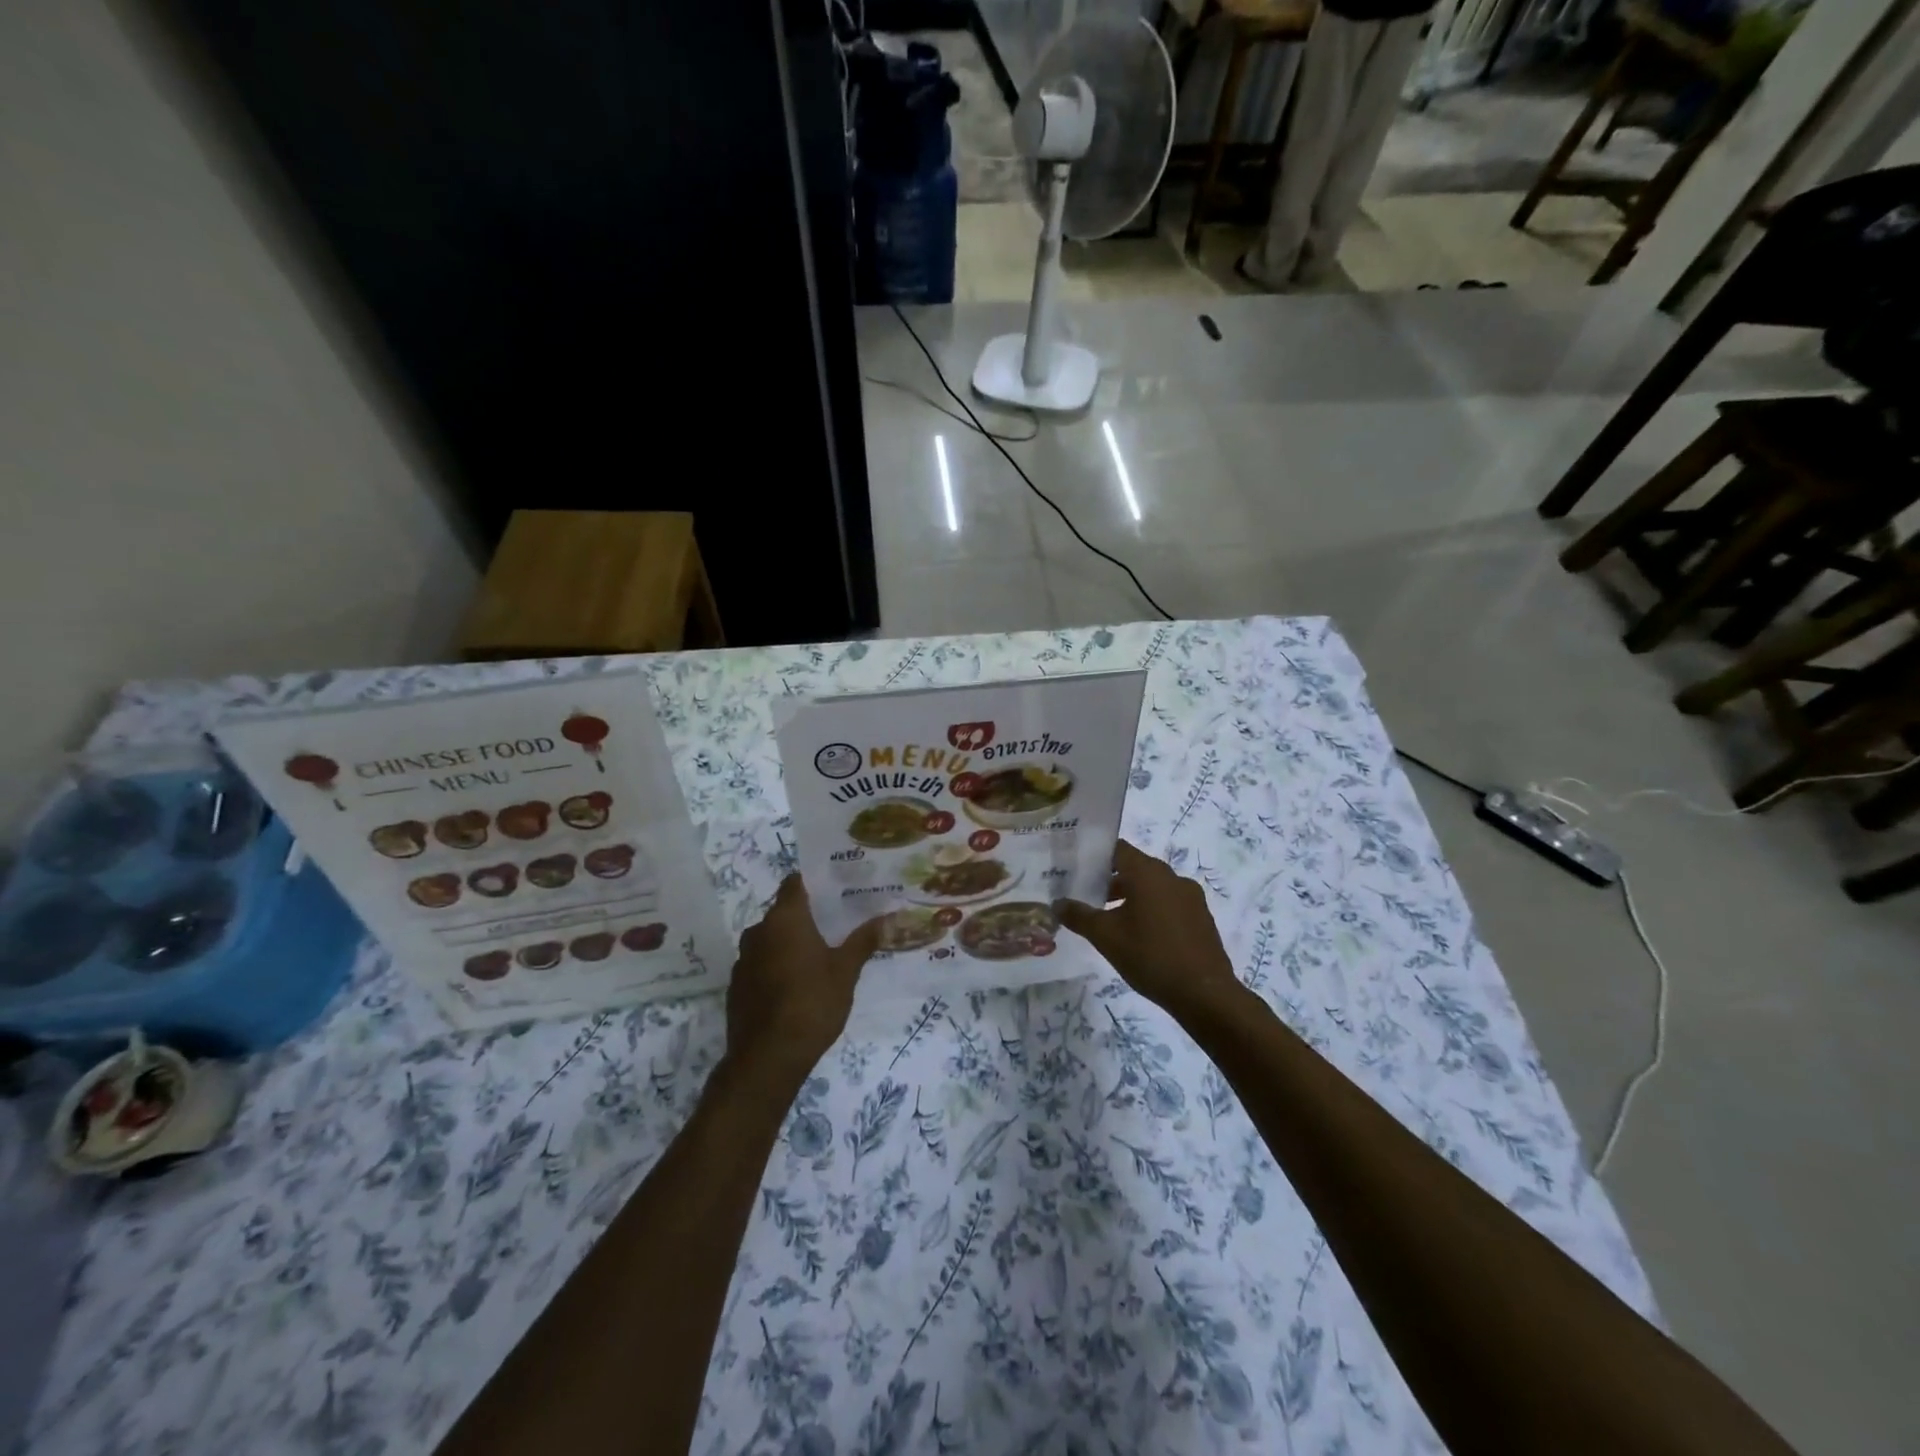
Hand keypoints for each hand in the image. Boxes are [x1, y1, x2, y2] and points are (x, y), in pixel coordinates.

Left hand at [723, 875, 881, 1095]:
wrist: (767, 1058)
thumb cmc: (812, 1003)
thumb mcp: (845, 971)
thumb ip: (864, 941)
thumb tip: (889, 918)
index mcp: (785, 919)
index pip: (794, 883)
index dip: (813, 882)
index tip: (834, 888)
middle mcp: (759, 931)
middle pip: (783, 912)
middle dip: (806, 916)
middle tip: (835, 924)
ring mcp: (744, 960)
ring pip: (771, 939)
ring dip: (790, 943)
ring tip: (819, 955)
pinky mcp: (737, 986)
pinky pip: (761, 964)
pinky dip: (776, 966)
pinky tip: (795, 985)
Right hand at [1055, 840, 1241, 1017]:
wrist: (1204, 993)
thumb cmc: (1150, 956)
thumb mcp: (1105, 936)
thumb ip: (1079, 916)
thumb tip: (1057, 903)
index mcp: (1148, 873)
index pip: (1118, 849)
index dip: (1096, 856)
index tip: (1077, 868)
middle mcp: (1172, 877)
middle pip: (1135, 868)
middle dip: (1111, 880)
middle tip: (1088, 896)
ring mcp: (1191, 897)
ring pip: (1154, 887)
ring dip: (1132, 896)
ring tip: (1111, 920)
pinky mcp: (1202, 917)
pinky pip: (1170, 903)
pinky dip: (1152, 910)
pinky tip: (1141, 936)